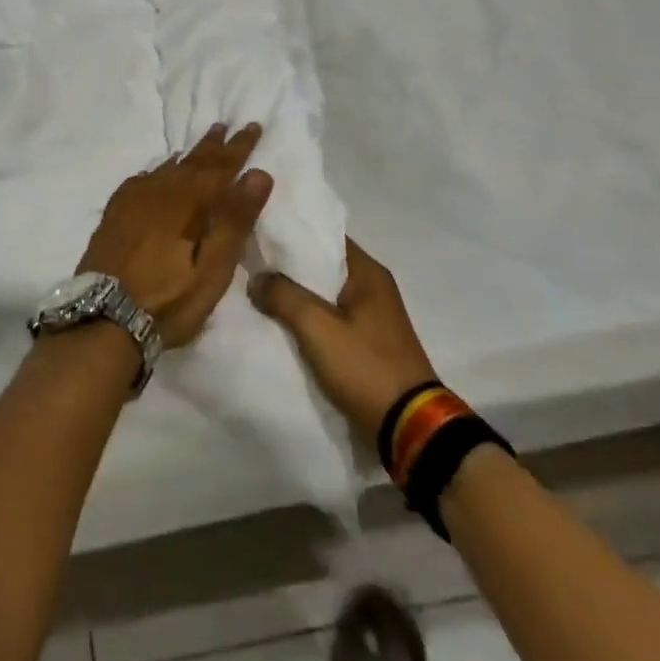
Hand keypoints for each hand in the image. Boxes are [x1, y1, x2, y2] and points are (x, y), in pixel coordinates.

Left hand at [77, 125, 273, 348]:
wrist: (103, 319)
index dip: (239, 148)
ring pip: (167, 168)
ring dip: (187, 155)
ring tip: (200, 143)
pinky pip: (141, 180)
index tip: (253, 126)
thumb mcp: (212, 269)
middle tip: (225, 125)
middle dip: (213, 145)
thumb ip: (234, 220)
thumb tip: (258, 174)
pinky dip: (157, 171)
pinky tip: (157, 173)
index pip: (220, 167)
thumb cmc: (168, 300)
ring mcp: (133, 202)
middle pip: (192, 162)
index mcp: (188, 203)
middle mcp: (160, 193)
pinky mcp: (115, 216)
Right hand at [250, 240, 437, 450]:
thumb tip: (256, 278)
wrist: (409, 427)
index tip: (258, 232)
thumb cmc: (366, 367)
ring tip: (257, 291)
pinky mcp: (366, 343)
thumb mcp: (318, 328)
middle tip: (249, 263)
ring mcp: (371, 317)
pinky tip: (279, 323)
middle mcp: (373, 287)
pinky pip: (329, 320)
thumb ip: (284, 296)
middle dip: (288, 266)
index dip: (291, 233)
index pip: (324, 236)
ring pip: (324, 295)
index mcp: (369, 273)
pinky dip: (307, 319)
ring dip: (296, 295)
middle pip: (322, 265)